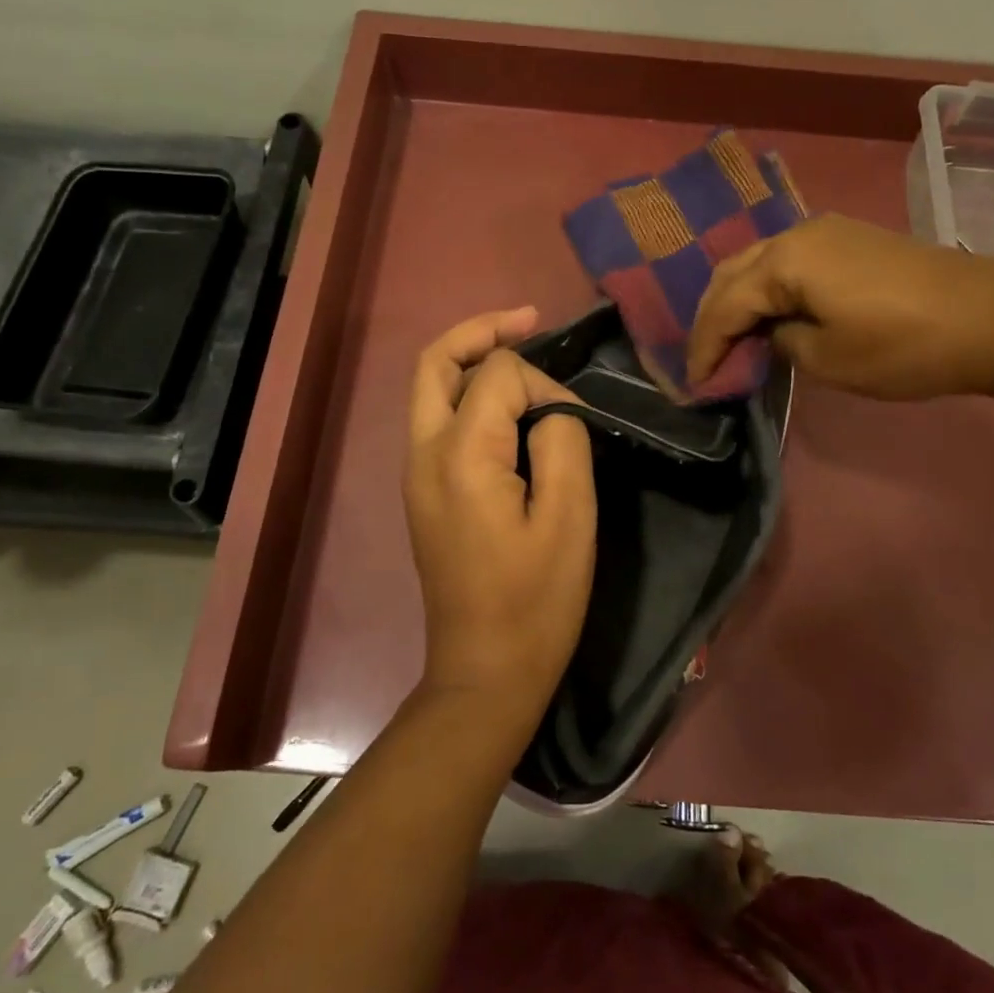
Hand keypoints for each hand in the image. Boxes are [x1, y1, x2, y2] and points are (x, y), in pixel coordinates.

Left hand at [404, 308, 597, 720]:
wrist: (484, 672)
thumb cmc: (536, 602)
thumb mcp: (569, 518)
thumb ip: (561, 441)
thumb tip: (550, 409)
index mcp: (459, 456)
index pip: (497, 376)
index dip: (543, 383)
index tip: (576, 422)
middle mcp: (424, 454)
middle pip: (435, 363)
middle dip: (480, 331)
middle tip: (529, 320)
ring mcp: (416, 474)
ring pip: (430, 389)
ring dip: (470, 359)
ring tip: (520, 348)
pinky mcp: (423, 493)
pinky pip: (436, 420)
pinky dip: (466, 394)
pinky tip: (505, 403)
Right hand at [686, 215, 993, 401]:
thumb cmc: (904, 346)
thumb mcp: (827, 359)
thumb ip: (780, 343)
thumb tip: (771, 334)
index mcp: (785, 261)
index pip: (724, 304)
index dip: (704, 346)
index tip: (693, 385)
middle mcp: (798, 234)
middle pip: (733, 273)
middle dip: (712, 318)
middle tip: (704, 360)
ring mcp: (828, 232)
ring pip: (759, 264)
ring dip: (738, 301)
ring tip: (730, 341)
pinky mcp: (851, 241)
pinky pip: (789, 263)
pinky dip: (767, 291)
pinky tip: (769, 317)